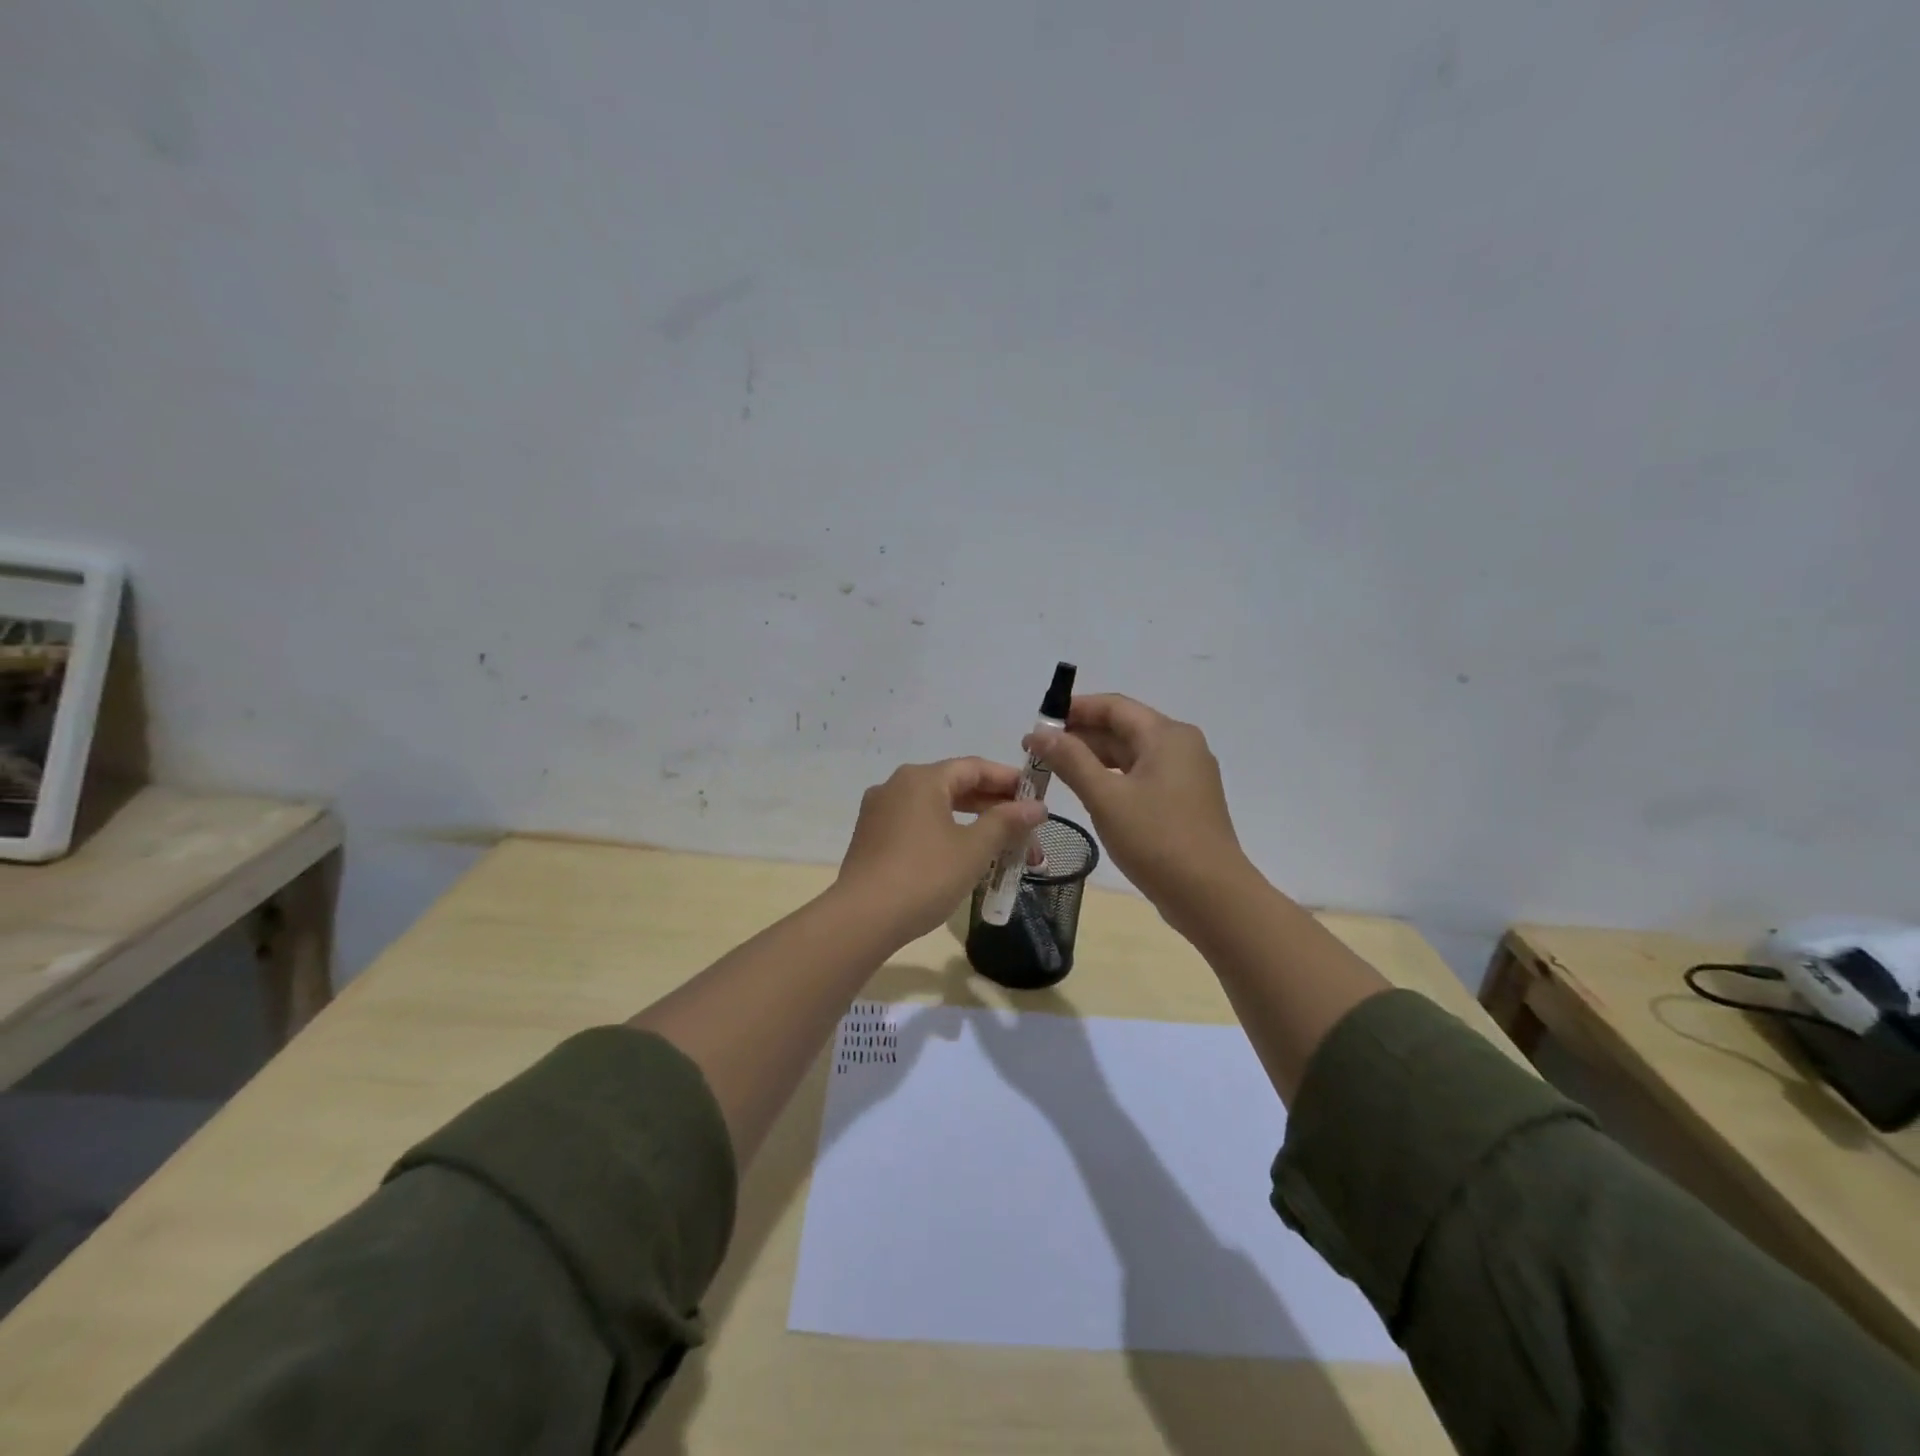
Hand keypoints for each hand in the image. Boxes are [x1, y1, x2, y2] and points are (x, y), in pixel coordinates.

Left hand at [836, 757, 1046, 942]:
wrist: (862, 919)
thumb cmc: (925, 876)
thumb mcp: (974, 848)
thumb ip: (1006, 822)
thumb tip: (1036, 806)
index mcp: (922, 779)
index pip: (975, 767)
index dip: (1009, 780)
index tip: (1037, 798)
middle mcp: (897, 785)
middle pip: (955, 786)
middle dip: (994, 807)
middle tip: (1026, 828)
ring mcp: (880, 812)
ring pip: (936, 808)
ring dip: (972, 823)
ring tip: (1002, 845)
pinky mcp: (871, 838)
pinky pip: (918, 824)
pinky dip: (946, 833)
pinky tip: (964, 856)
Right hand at [1028, 693, 1248, 926]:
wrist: (1211, 896)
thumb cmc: (1157, 839)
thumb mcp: (1106, 798)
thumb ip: (1071, 760)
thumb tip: (1040, 733)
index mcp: (1166, 735)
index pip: (1114, 706)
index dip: (1074, 709)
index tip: (1038, 722)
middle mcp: (1180, 746)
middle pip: (1123, 728)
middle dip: (1080, 735)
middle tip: (1037, 750)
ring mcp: (1185, 775)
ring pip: (1131, 754)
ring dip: (1093, 757)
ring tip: (1054, 769)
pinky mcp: (1183, 801)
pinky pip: (1142, 776)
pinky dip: (1112, 777)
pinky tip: (1087, 790)